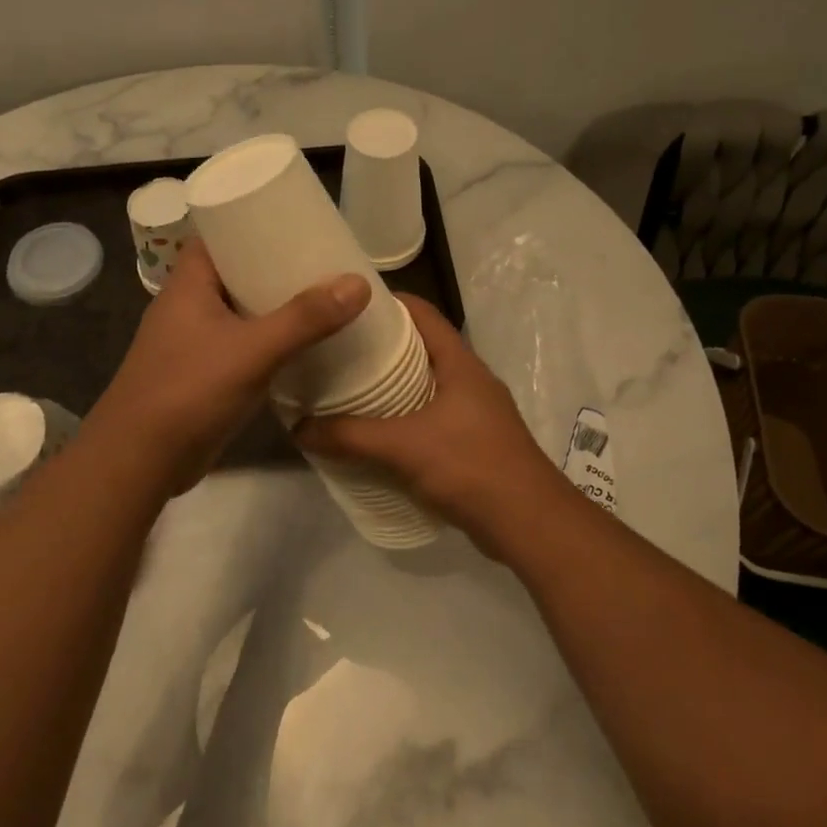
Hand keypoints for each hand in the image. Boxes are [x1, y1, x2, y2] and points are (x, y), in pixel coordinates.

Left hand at [84, 241, 369, 488]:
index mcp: (188, 284)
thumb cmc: (189, 391)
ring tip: (321, 296)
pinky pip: (241, 344)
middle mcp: (188, 306)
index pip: (218, 235)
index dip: (251, 222)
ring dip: (273, 306)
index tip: (294, 220)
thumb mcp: (252, 350)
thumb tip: (359, 283)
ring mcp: (192, 342)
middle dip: (274, 266)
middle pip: (234, 272)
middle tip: (321, 260)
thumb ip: (305, 319)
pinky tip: (301, 344)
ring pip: (239, 310)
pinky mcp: (201, 374)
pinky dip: (267, 340)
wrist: (139, 461)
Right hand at [293, 295, 563, 550]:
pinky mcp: (473, 442)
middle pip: (421, 347)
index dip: (386, 302)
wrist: (529, 523)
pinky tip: (374, 433)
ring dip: (391, 386)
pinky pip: (430, 417)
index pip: (422, 312)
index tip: (346, 305)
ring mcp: (475, 412)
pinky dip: (403, 418)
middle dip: (380, 347)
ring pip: (425, 384)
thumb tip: (298, 428)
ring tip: (347, 389)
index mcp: (460, 362)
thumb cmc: (470, 466)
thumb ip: (350, 436)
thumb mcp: (403, 447)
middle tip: (335, 350)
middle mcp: (469, 379)